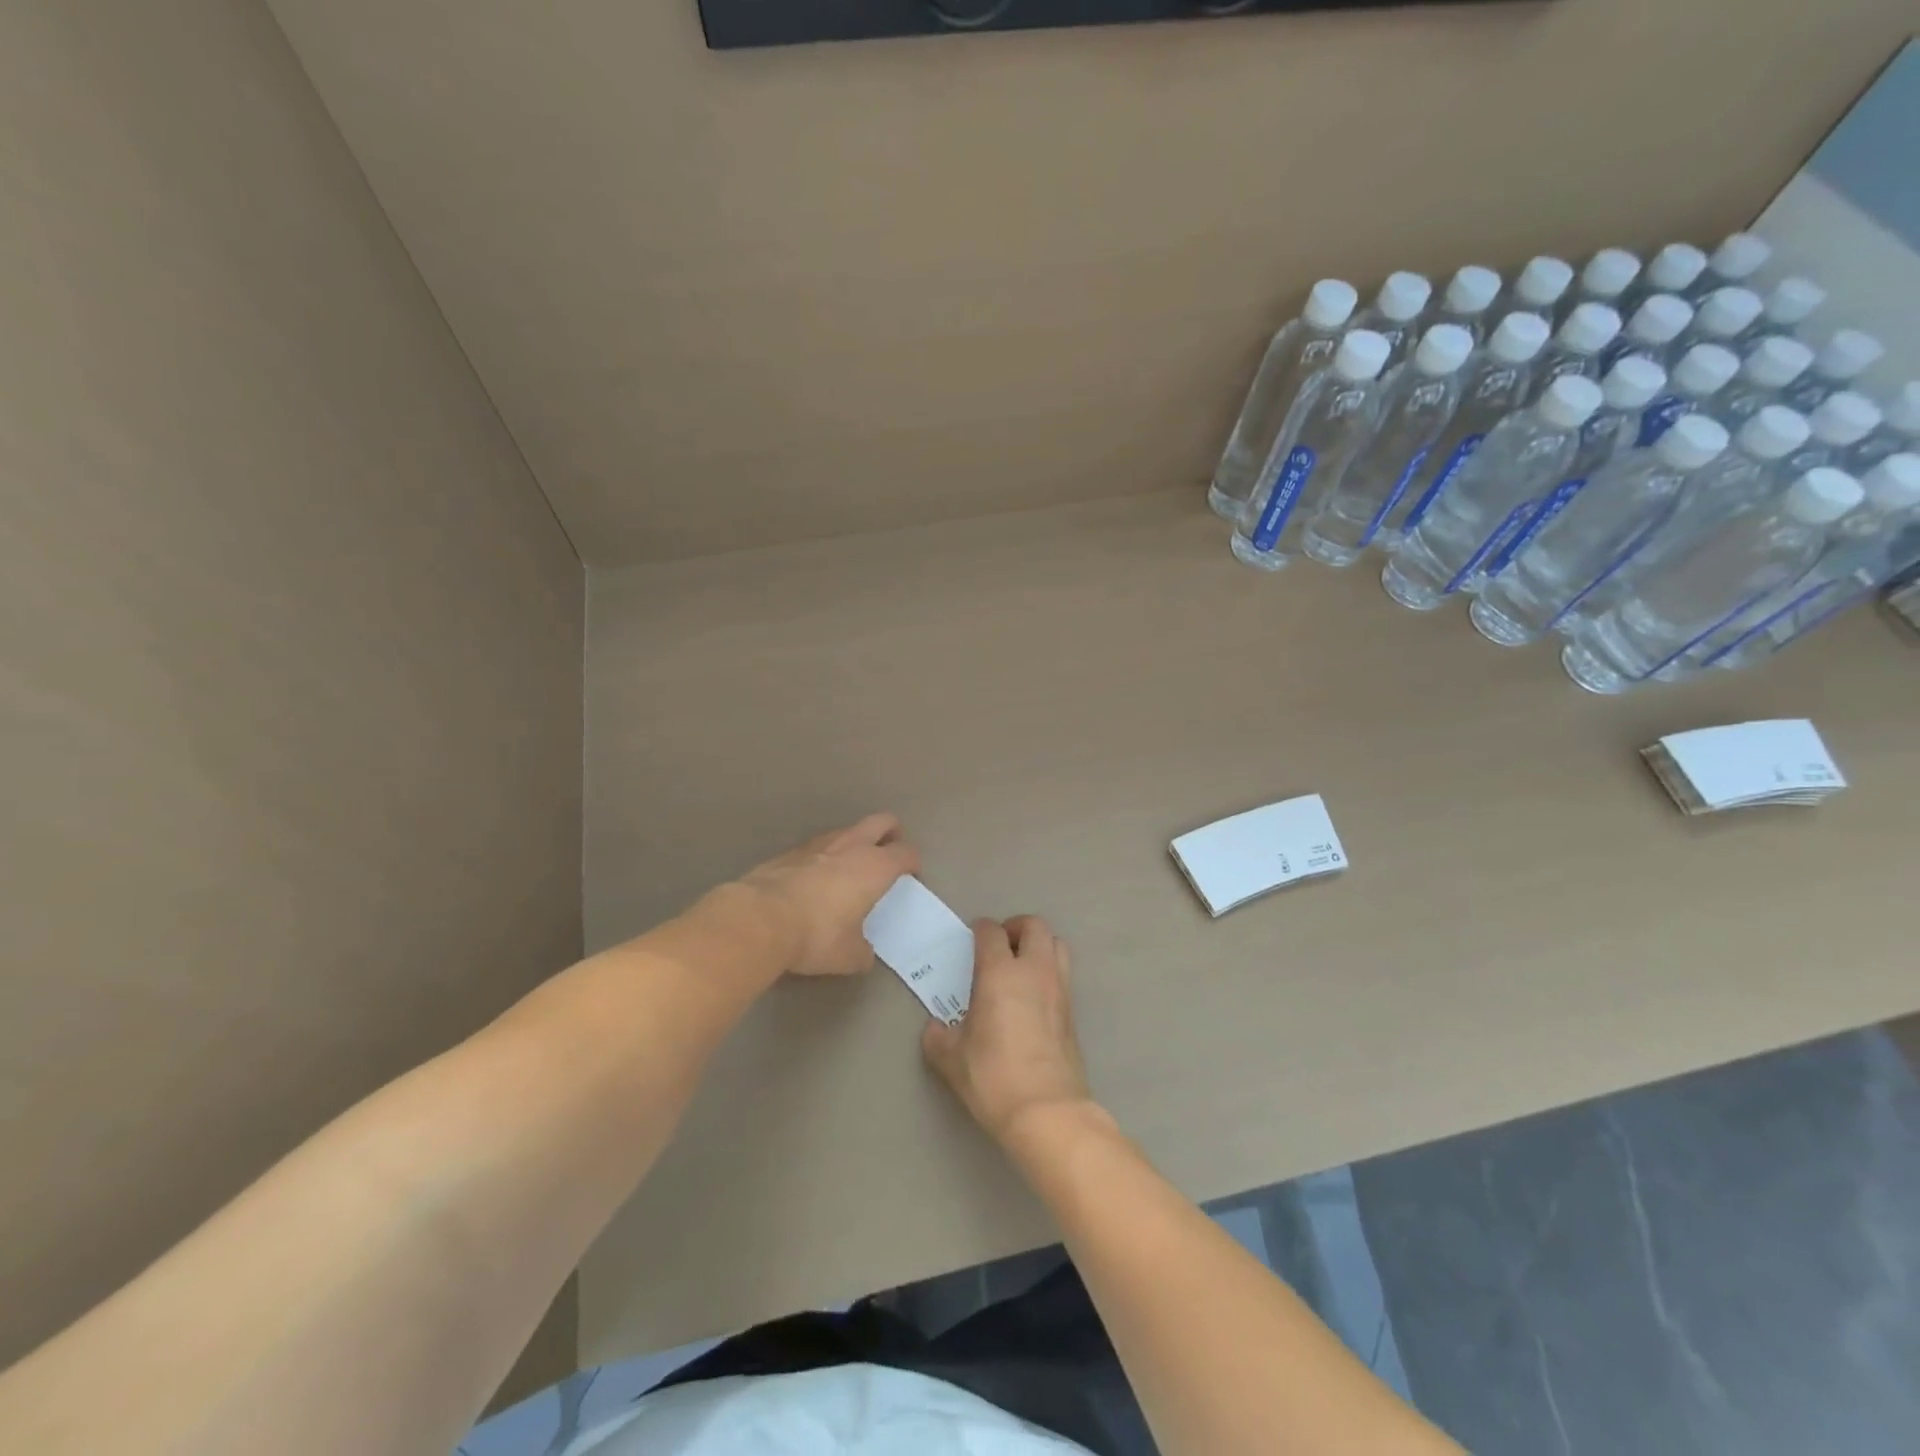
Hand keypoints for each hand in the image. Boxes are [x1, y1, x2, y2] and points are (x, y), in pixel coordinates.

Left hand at [737, 813, 919, 975]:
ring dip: (855, 841)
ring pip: (846, 830)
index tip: (911, 875)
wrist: (759, 920)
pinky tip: (815, 877)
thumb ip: (862, 950)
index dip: (912, 862)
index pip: (906, 853)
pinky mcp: (788, 852)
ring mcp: (817, 845)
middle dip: (891, 832)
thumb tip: (863, 952)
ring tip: (852, 864)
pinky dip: (823, 856)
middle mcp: (850, 847)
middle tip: (890, 851)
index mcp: (875, 868)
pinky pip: (816, 846)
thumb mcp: (848, 956)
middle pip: (881, 822)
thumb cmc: (816, 935)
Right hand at [922, 916, 1091, 1142]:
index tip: (971, 940)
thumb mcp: (952, 1059)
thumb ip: (938, 1036)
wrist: (1048, 1111)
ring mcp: (1059, 988)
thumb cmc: (994, 1077)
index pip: (991, 932)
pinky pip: (1063, 973)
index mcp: (1000, 973)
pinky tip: (1032, 998)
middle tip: (999, 946)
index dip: (979, 930)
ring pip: (1056, 944)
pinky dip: (1049, 972)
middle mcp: (1034, 971)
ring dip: (1039, 946)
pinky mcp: (1073, 1011)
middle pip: (1034, 926)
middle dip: (1015, 927)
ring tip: (1020, 966)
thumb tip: (935, 1029)